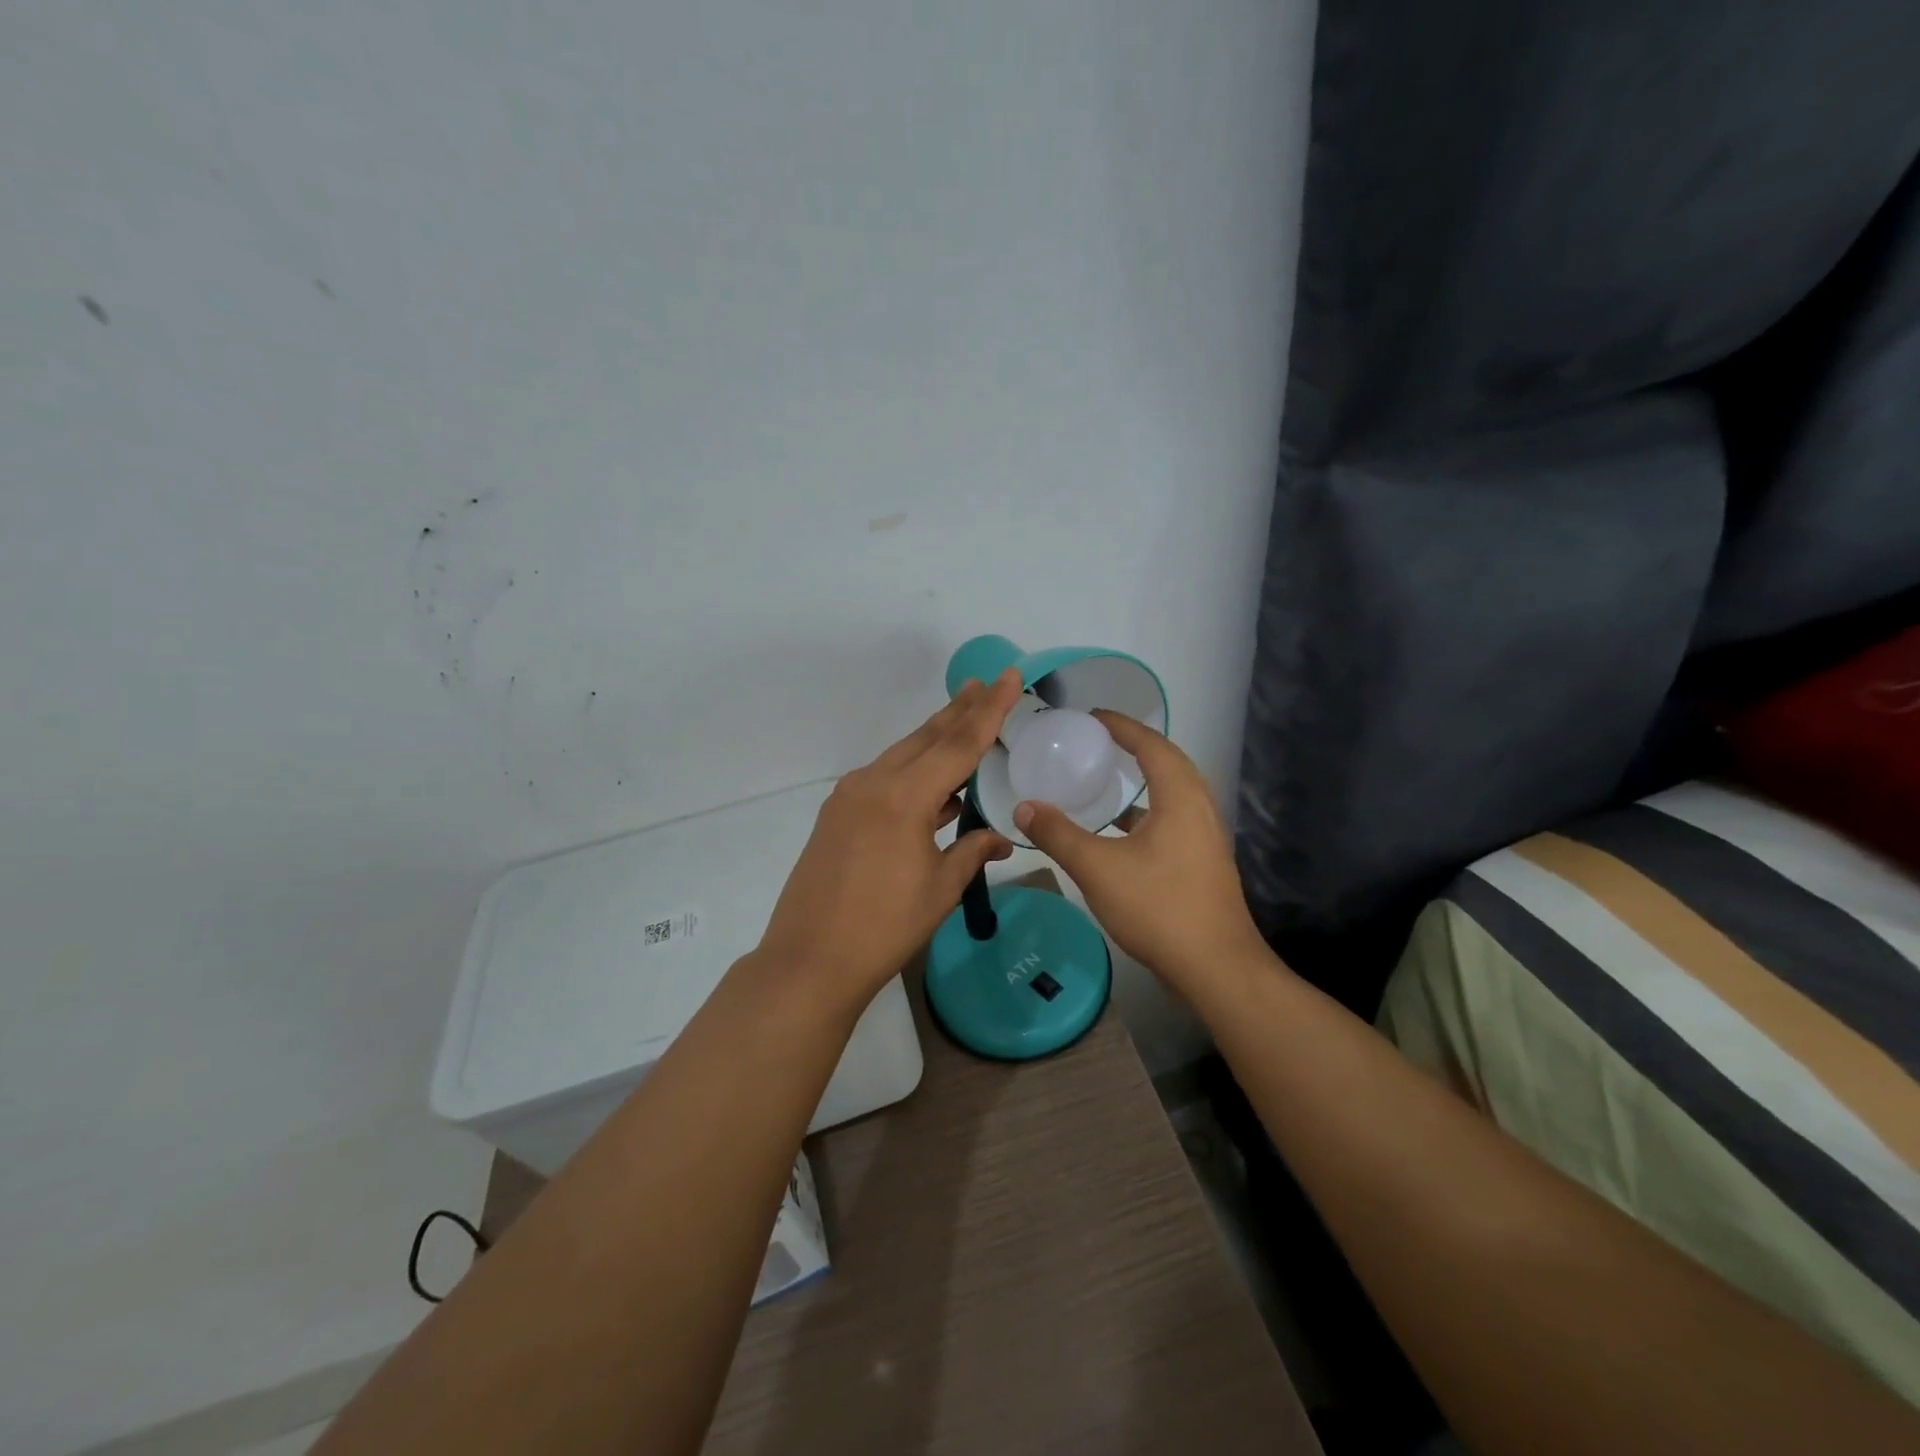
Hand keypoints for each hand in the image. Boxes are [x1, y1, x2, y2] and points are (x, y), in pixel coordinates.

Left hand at [755, 669, 1020, 1006]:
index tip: (1007, 676)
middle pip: (926, 737)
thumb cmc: (885, 926)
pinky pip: (883, 777)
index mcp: (905, 796)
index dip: (988, 709)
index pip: (959, 743)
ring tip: (964, 720)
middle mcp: (874, 782)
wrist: (811, 959)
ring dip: (934, 738)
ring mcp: (849, 796)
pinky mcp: (837, 813)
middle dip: (959, 710)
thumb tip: (1000, 837)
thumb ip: (973, 851)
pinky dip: (912, 770)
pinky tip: (931, 781)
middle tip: (985, 683)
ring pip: (902, 754)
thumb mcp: (940, 888)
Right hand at [1012, 711, 1265, 994]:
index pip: (1152, 745)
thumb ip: (1058, 834)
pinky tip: (1121, 832)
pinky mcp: (1203, 865)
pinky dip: (1147, 812)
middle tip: (1101, 741)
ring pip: (1174, 794)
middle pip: (1169, 763)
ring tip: (1109, 779)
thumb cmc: (1159, 907)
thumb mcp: (1097, 868)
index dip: (1122, 726)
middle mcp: (1200, 809)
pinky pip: (1174, 820)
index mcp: (1180, 798)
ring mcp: (1206, 839)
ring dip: (1145, 780)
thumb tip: (1024, 807)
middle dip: (1136, 747)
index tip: (1093, 716)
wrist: (1215, 969)